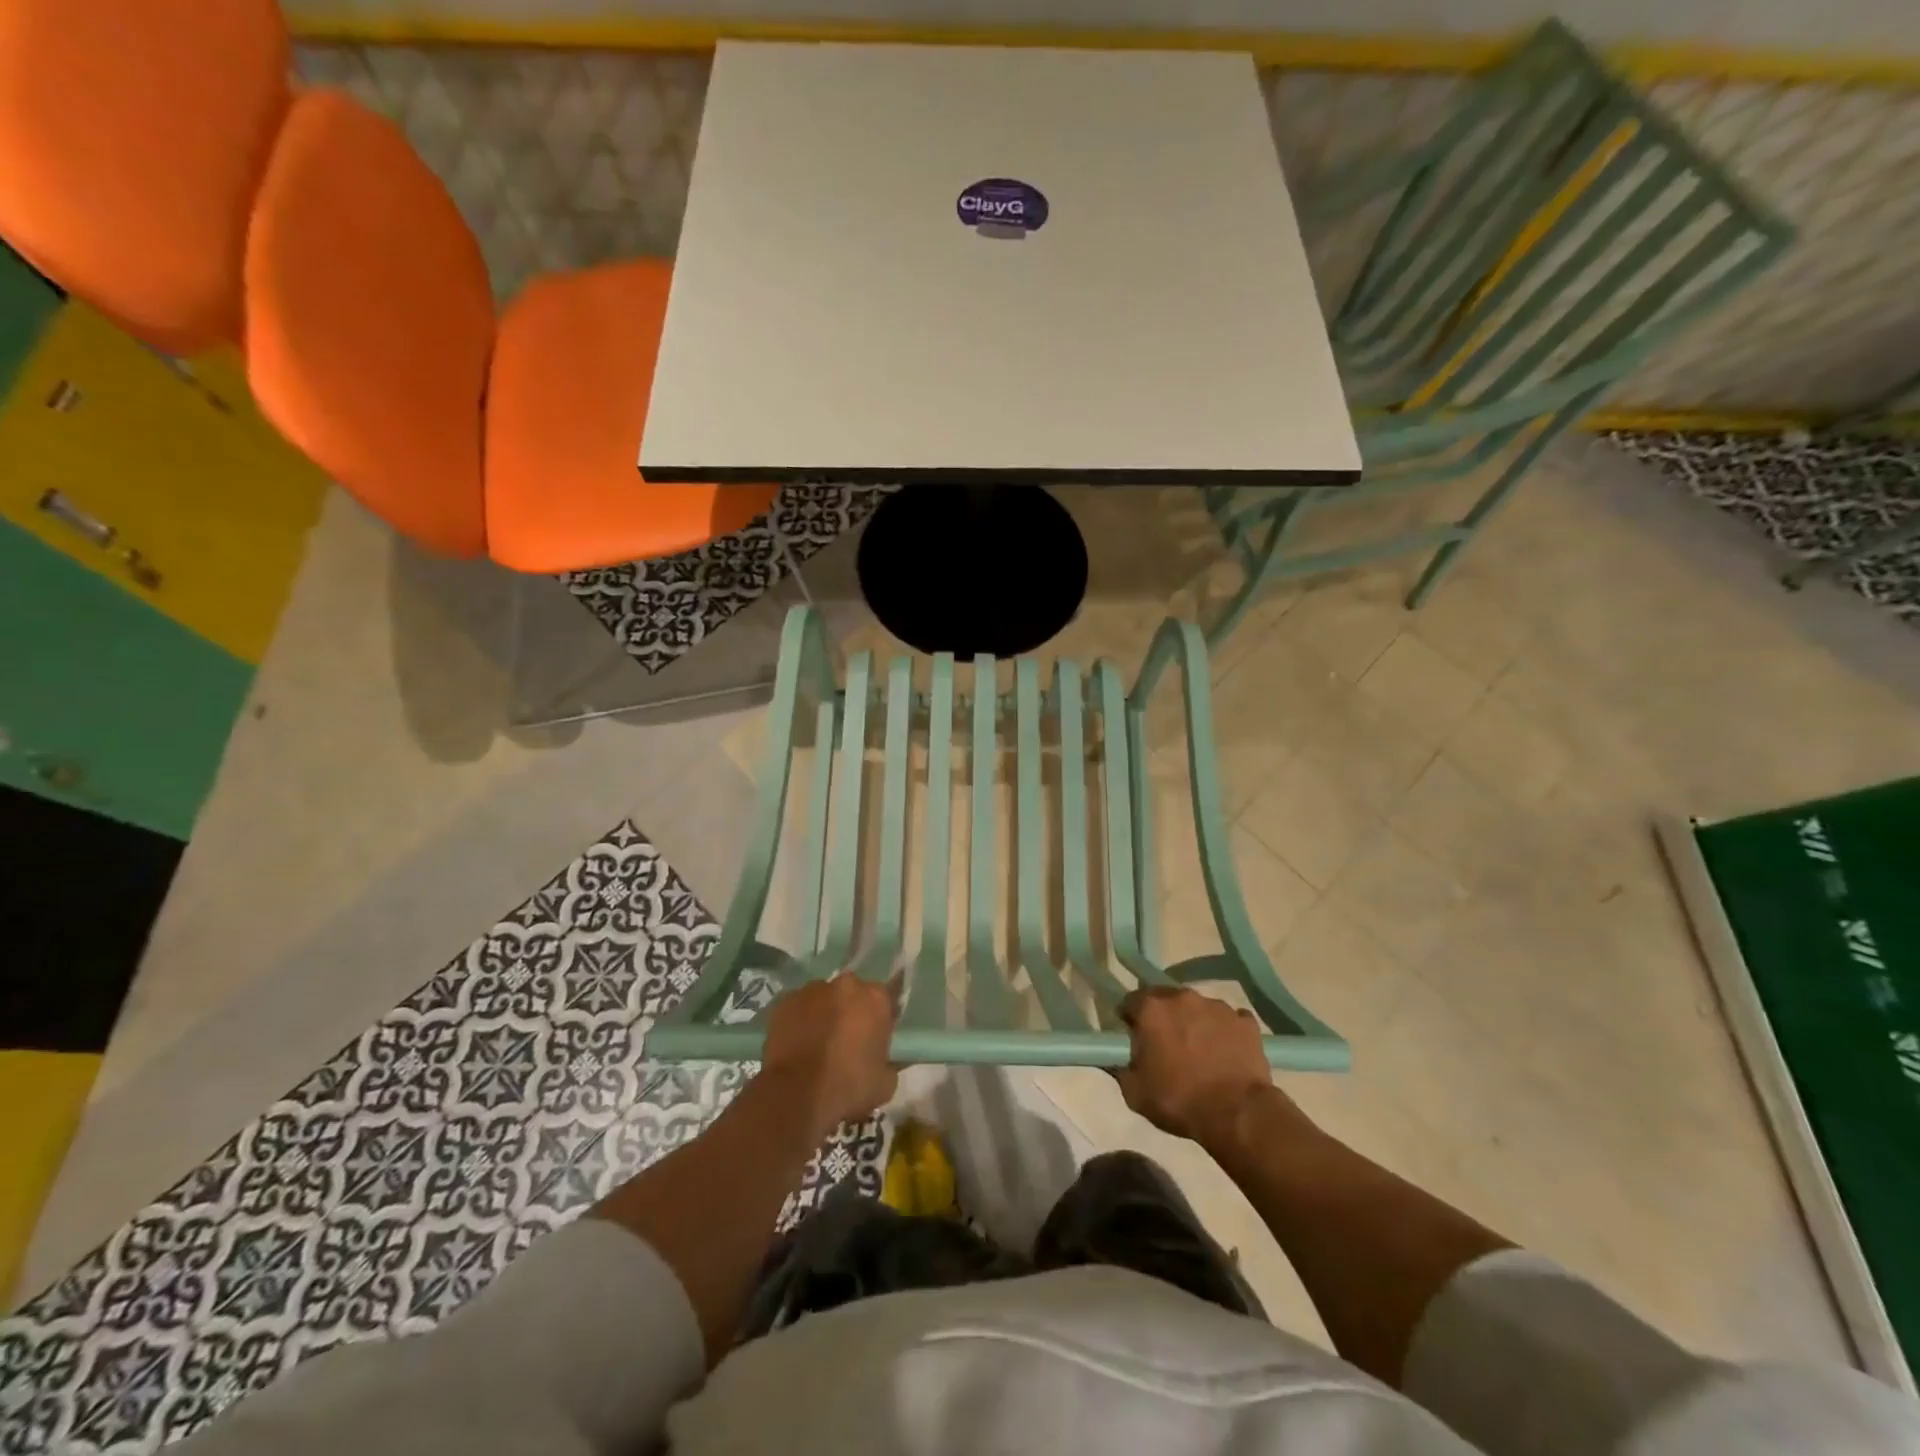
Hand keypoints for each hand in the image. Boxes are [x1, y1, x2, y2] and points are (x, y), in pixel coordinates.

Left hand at [761, 973, 897, 1134]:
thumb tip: (884, 1060)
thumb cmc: (848, 1087)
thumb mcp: (885, 1083)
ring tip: (816, 1045)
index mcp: (876, 998)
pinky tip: (795, 1045)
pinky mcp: (784, 1001)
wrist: (797, 1095)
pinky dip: (798, 1021)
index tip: (874, 1040)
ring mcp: (812, 990)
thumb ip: (889, 1062)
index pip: (885, 1000)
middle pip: (852, 994)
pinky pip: (796, 1008)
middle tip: (845, 1041)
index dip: (879, 1020)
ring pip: (823, 998)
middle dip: (850, 1012)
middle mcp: (846, 985)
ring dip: (823, 1014)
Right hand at [1116, 987, 1289, 1147]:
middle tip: (1166, 1046)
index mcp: (1151, 1008)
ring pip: (1198, 1008)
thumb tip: (1115, 1056)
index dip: (1131, 1021)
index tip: (1135, 1040)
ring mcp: (1217, 1006)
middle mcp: (1183, 997)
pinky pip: (1229, 1020)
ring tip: (1200, 1053)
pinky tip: (1226, 1054)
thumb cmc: (1179, 1101)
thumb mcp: (1134, 1092)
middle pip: (1165, 999)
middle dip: (1163, 1017)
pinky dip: (1224, 1033)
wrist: (1237, 1114)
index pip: (1130, 1002)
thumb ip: (1119, 1066)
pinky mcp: (1246, 1022)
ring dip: (1194, 1023)